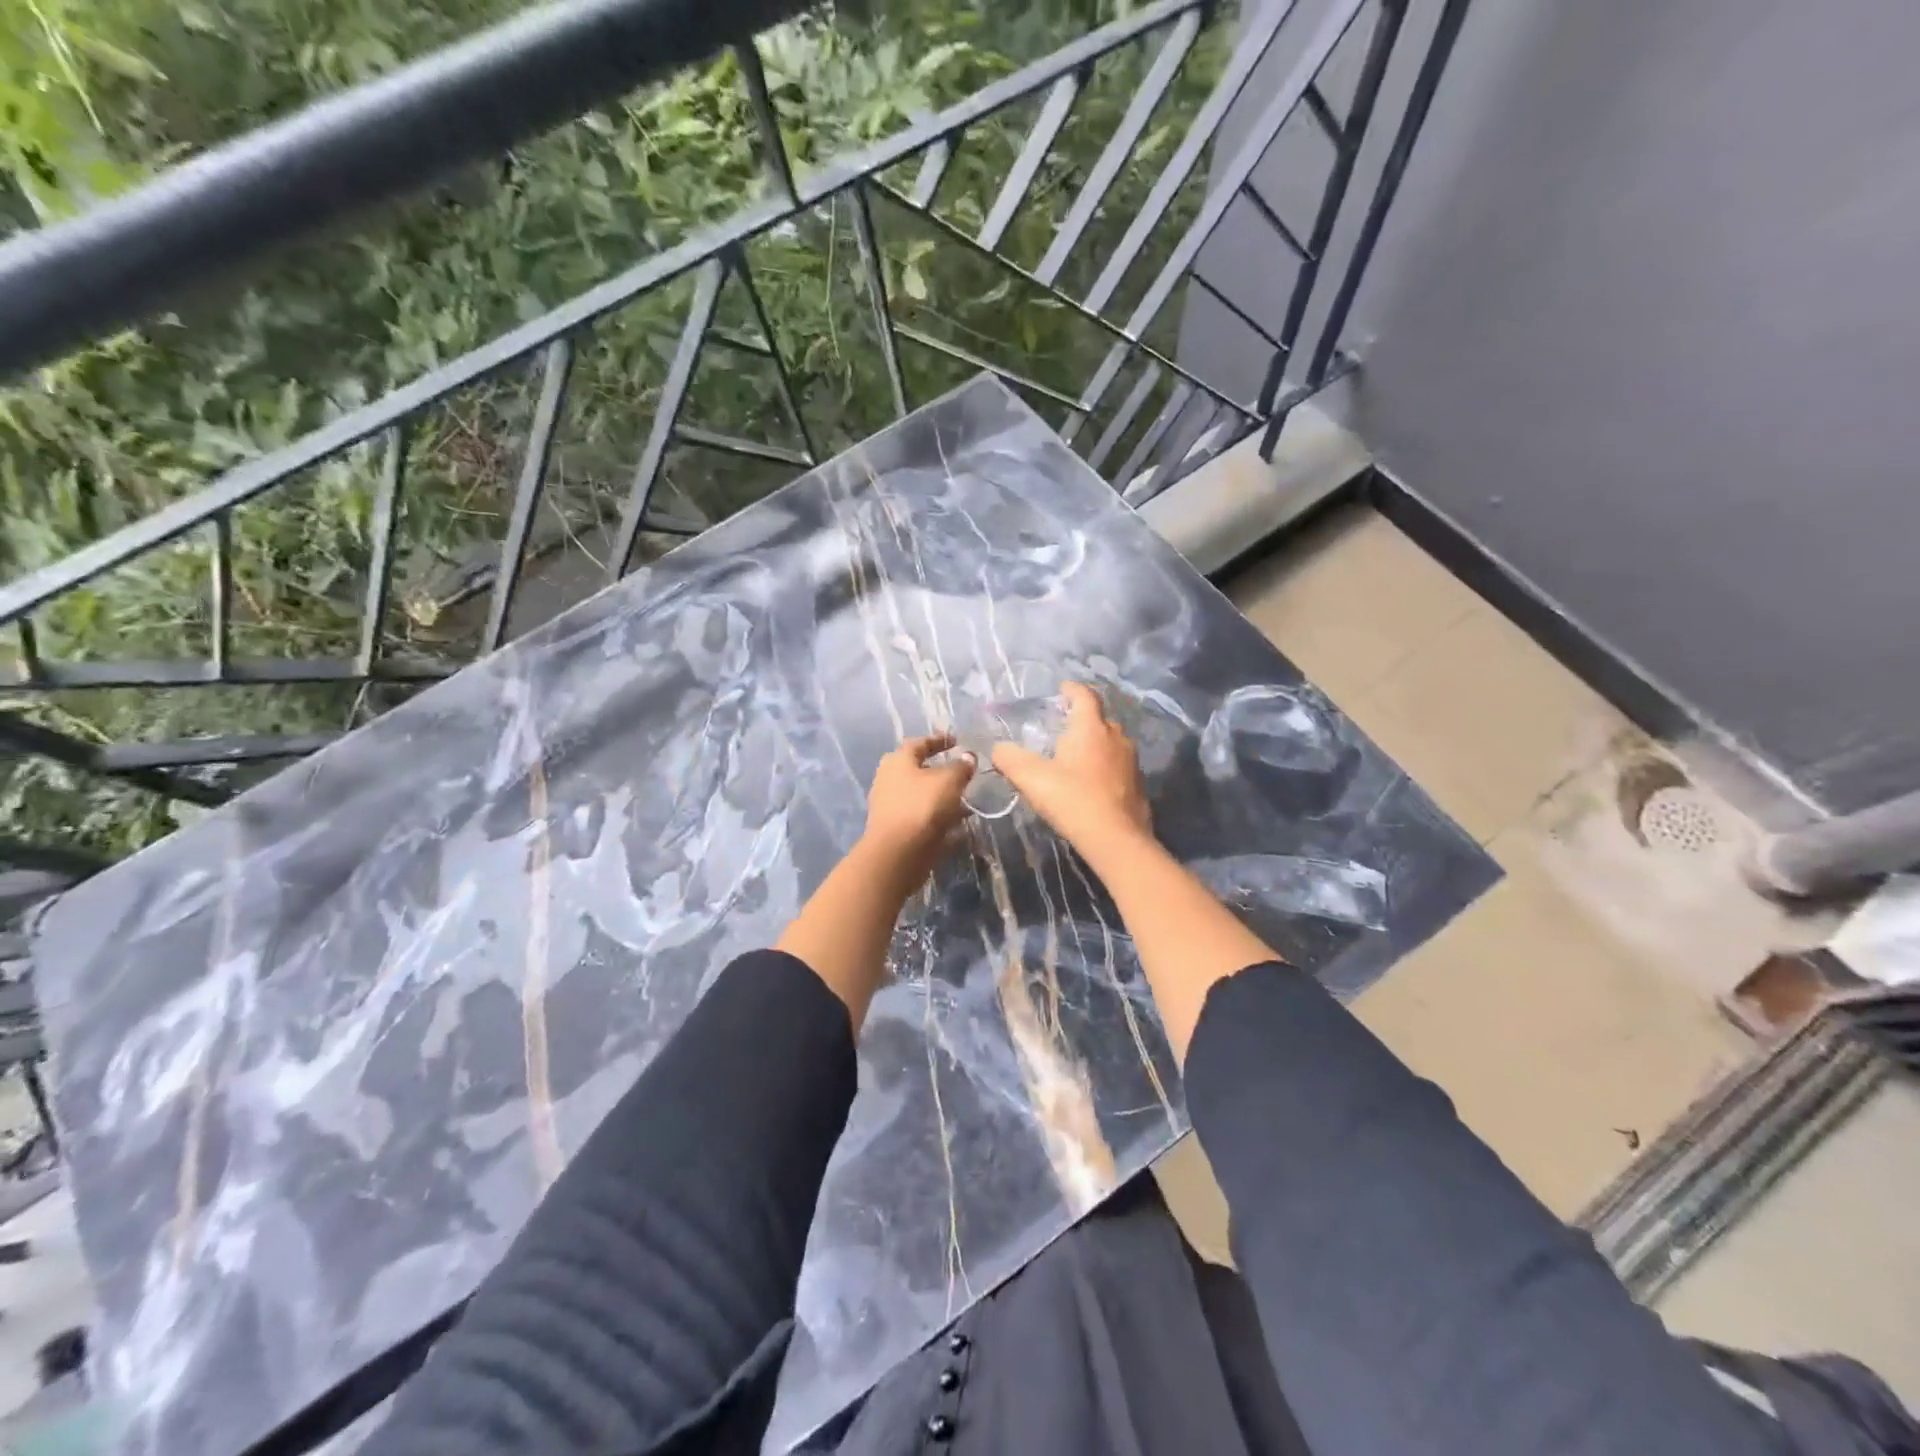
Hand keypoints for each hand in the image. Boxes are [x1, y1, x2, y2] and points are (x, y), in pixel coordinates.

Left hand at [859, 733, 975, 888]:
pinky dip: (937, 815)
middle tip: (960, 771)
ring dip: (940, 795)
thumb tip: (968, 757)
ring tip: (964, 799)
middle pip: (917, 769)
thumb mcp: (949, 781)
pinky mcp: (895, 828)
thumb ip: (961, 767)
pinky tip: (956, 822)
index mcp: (898, 760)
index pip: (919, 743)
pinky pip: (920, 815)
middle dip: (939, 770)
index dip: (939, 740)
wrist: (898, 853)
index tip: (957, 741)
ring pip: (920, 794)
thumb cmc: (922, 806)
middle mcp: (888, 779)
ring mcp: (889, 805)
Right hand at [993, 682, 1150, 853]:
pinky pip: (1118, 766)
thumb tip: (998, 749)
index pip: (1084, 696)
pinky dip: (1104, 767)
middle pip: (1099, 719)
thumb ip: (1010, 759)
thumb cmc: (1073, 800)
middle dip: (1081, 720)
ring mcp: (1131, 761)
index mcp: (1091, 728)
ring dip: (1094, 745)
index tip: (1061, 689)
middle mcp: (1116, 737)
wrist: (1117, 839)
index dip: (1072, 689)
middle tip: (1061, 729)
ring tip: (1074, 757)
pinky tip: (1091, 784)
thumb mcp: (1031, 778)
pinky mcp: (1138, 784)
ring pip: (1110, 743)